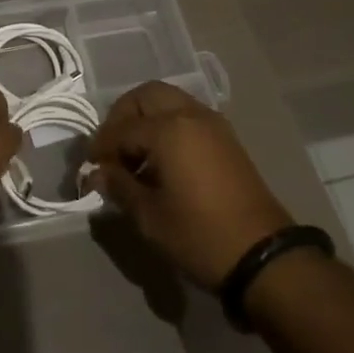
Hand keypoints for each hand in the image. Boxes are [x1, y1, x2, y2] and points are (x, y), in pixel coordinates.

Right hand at [87, 81, 293, 291]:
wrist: (263, 256)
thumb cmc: (199, 235)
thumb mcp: (150, 217)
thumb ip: (120, 187)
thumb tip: (98, 174)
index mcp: (168, 129)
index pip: (122, 128)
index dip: (101, 146)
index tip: (90, 167)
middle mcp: (190, 115)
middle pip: (146, 95)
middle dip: (123, 116)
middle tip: (112, 148)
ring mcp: (212, 124)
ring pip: (169, 101)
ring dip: (146, 118)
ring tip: (135, 155)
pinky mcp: (226, 139)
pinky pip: (187, 116)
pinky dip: (168, 126)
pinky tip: (161, 160)